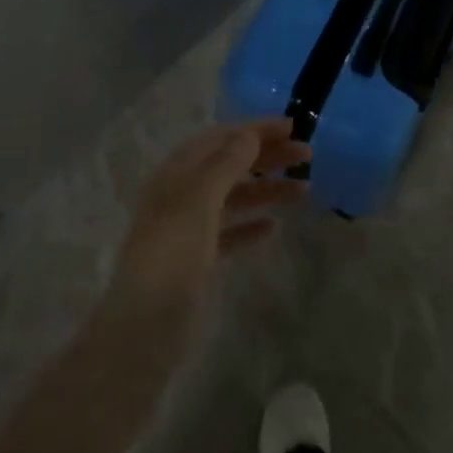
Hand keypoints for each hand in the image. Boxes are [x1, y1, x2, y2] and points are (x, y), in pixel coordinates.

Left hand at [109, 119, 308, 321]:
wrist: (144, 326)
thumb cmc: (173, 252)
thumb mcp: (200, 198)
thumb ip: (227, 163)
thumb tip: (250, 134)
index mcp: (177, 173)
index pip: (220, 138)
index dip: (256, 129)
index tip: (293, 126)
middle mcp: (181, 194)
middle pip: (230, 165)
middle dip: (267, 156)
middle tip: (307, 156)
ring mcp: (188, 228)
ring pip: (234, 197)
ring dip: (267, 189)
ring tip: (303, 189)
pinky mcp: (196, 260)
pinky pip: (230, 232)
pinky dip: (251, 225)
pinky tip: (273, 227)